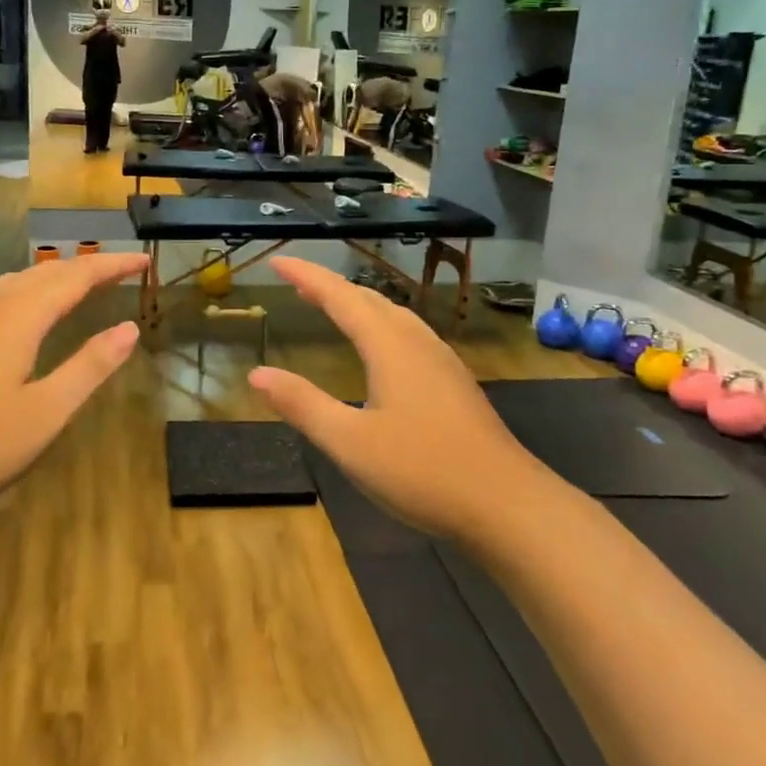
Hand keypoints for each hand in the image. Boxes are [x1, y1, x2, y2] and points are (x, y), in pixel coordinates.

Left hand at [0, 253, 145, 523]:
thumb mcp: (46, 412)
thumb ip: (90, 366)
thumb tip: (129, 328)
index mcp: (18, 318)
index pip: (76, 277)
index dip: (112, 266)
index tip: (143, 262)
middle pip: (45, 272)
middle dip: (86, 267)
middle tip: (120, 271)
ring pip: (16, 281)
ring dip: (53, 276)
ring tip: (80, 285)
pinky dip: (26, 290)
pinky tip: (24, 312)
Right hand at [248, 257, 541, 539]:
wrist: (507, 503)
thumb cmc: (423, 470)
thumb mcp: (350, 442)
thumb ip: (303, 405)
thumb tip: (257, 374)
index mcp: (389, 347)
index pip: (340, 298)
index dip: (307, 277)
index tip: (278, 262)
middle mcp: (417, 343)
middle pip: (369, 300)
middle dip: (331, 288)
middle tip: (298, 284)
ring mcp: (442, 361)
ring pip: (394, 316)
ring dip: (359, 304)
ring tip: (334, 307)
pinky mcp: (455, 383)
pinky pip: (410, 335)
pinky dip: (381, 325)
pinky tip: (383, 349)